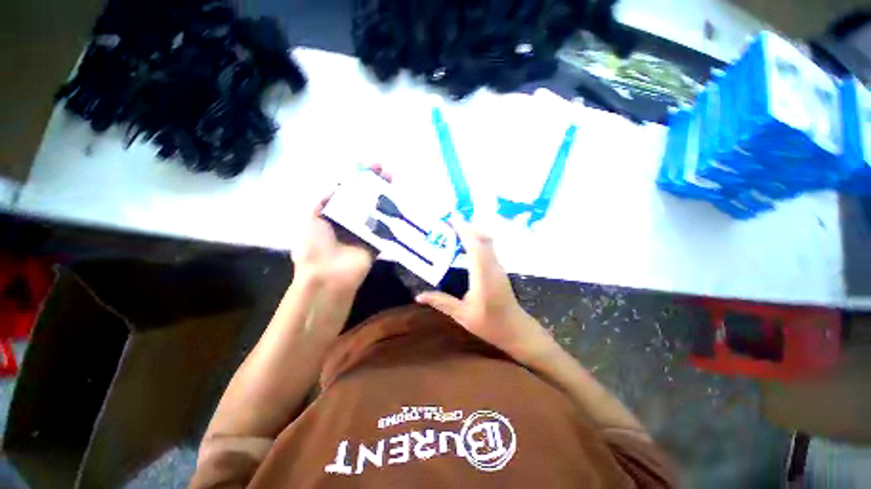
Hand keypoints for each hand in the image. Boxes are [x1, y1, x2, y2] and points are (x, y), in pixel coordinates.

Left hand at [292, 166, 390, 295]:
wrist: (328, 276)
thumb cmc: (314, 246)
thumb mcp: (312, 218)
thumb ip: (323, 200)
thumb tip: (335, 185)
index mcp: (334, 214)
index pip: (348, 190)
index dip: (358, 177)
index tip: (368, 165)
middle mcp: (351, 220)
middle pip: (365, 197)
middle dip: (375, 182)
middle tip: (385, 169)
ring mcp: (365, 230)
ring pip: (377, 209)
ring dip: (385, 195)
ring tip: (393, 179)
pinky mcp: (377, 241)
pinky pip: (385, 226)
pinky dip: (392, 216)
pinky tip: (399, 202)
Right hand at [415, 218, 553, 363]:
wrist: (516, 330)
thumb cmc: (489, 324)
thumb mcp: (462, 315)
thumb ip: (441, 302)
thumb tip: (419, 296)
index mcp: (483, 277)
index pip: (475, 247)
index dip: (465, 231)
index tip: (452, 219)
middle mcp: (493, 267)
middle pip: (484, 239)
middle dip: (468, 227)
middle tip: (451, 222)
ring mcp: (498, 267)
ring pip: (488, 242)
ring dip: (474, 233)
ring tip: (456, 230)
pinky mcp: (499, 269)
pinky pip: (489, 249)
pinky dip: (478, 241)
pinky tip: (466, 245)